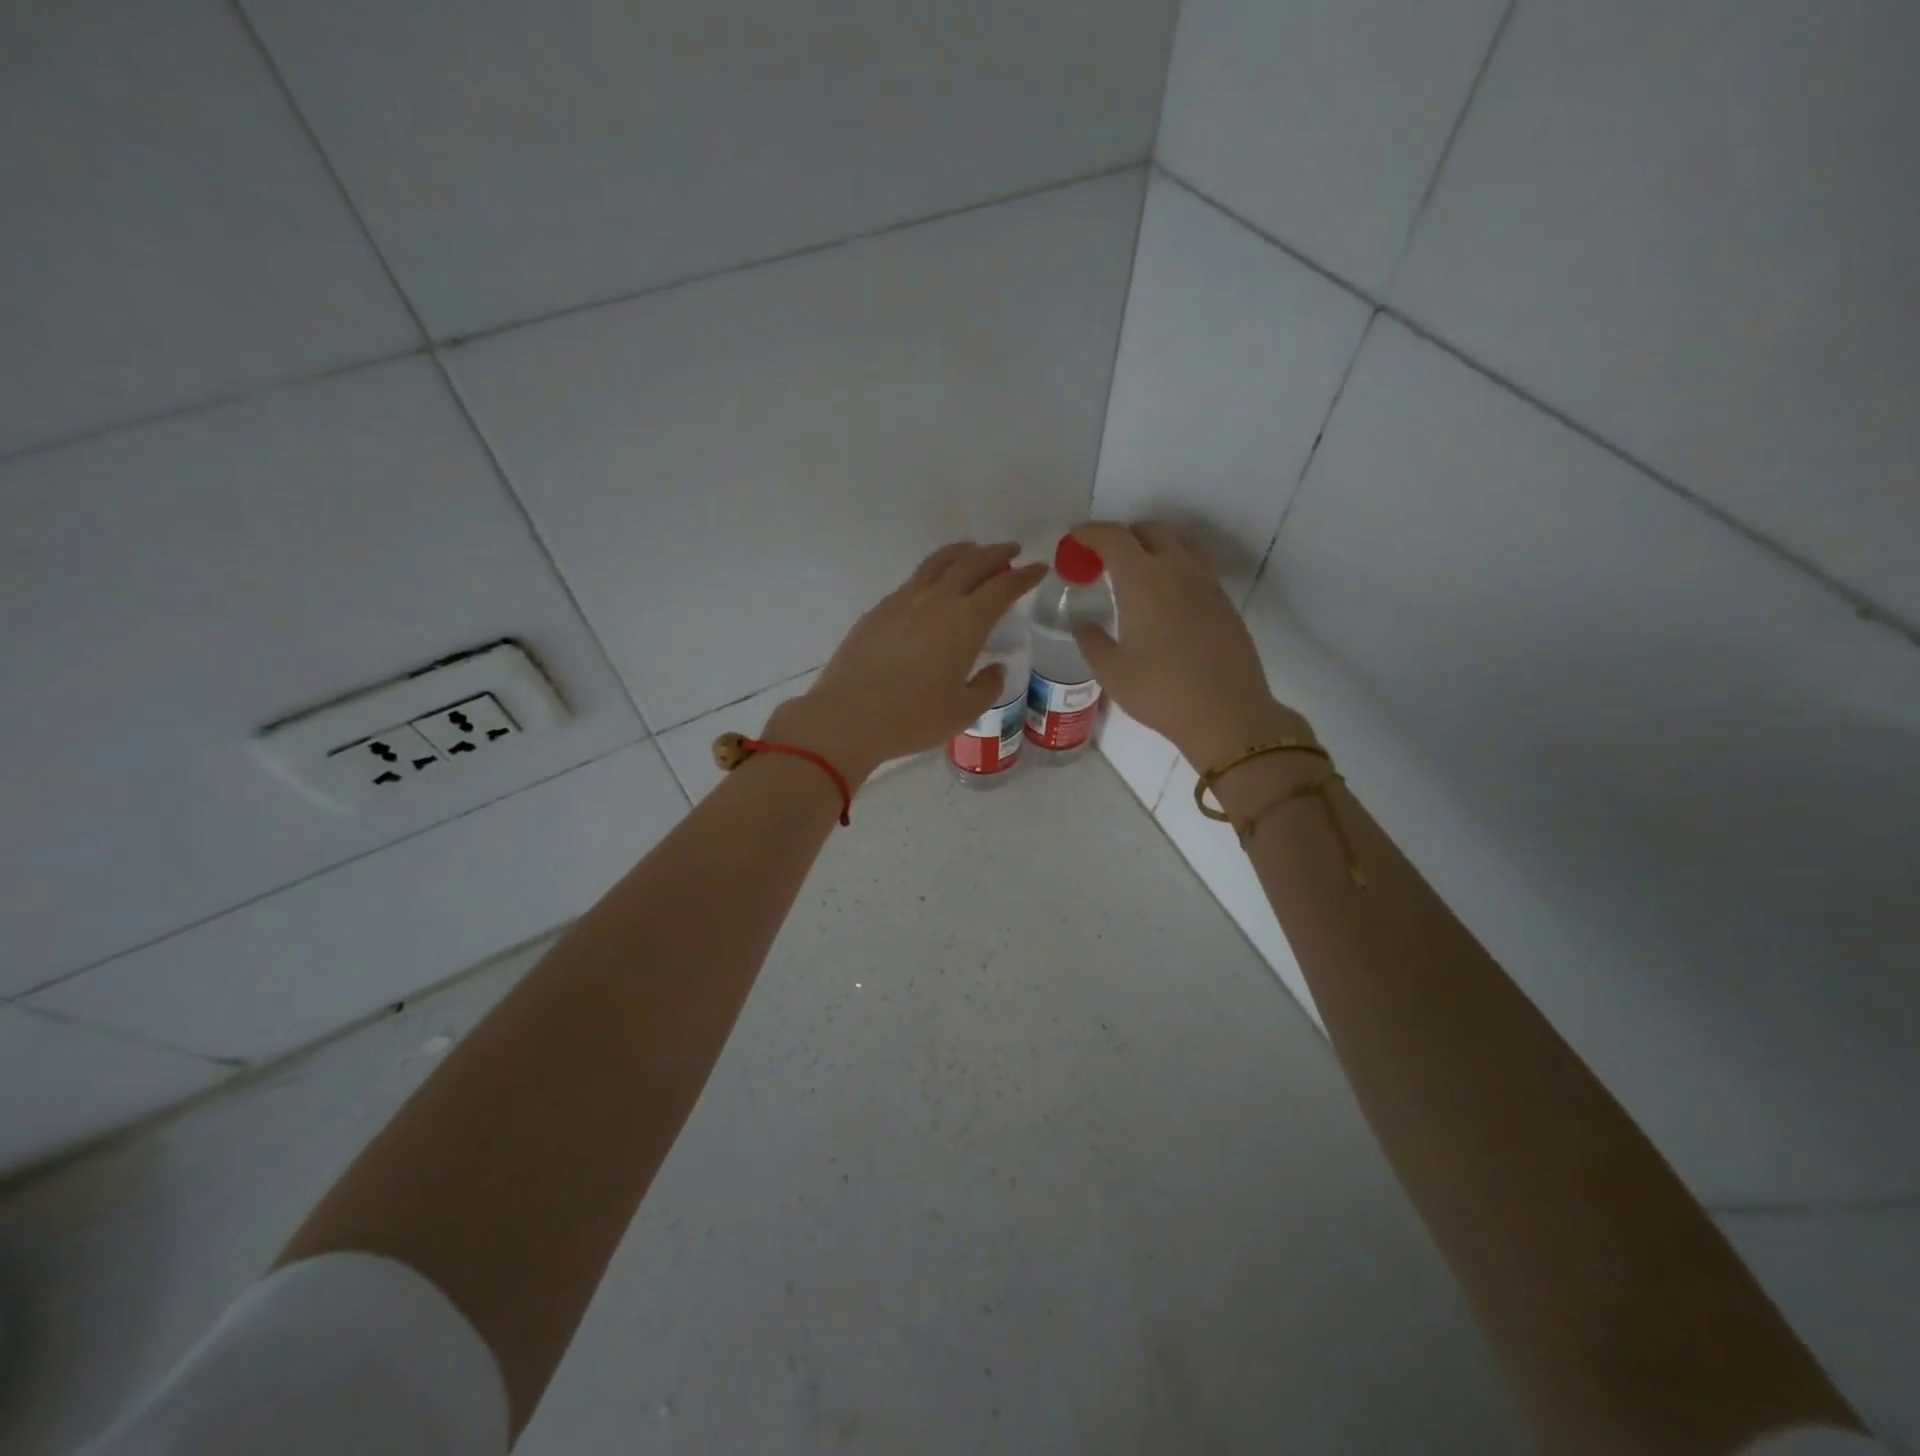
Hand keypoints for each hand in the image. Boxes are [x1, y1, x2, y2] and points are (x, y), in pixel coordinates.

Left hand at [767, 542, 1047, 782]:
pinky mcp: (879, 610)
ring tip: (973, 552)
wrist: (849, 716)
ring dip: (962, 553)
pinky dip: (933, 574)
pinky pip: (914, 580)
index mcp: (967, 621)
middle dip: (996, 553)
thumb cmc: (913, 718)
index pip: (1003, 587)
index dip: (1024, 576)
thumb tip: (996, 669)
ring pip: (938, 562)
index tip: (1038, 569)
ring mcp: (903, 600)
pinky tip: (933, 588)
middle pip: (973, 563)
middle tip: (1012, 551)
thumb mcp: (963, 711)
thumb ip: (986, 686)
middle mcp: (937, 600)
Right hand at [1068, 521, 1311, 769]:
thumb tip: (1082, 622)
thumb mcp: (1111, 671)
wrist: (1227, 712)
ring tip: (1132, 576)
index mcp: (1143, 579)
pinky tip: (1162, 600)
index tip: (1074, 537)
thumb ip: (1090, 639)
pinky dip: (1172, 569)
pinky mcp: (1223, 601)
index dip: (1090, 532)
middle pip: (1150, 531)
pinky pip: (1193, 568)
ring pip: (1176, 546)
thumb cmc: (1160, 691)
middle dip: (1123, 536)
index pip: (1114, 537)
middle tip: (1102, 558)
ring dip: (1151, 549)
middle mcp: (1177, 569)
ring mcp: (1206, 583)